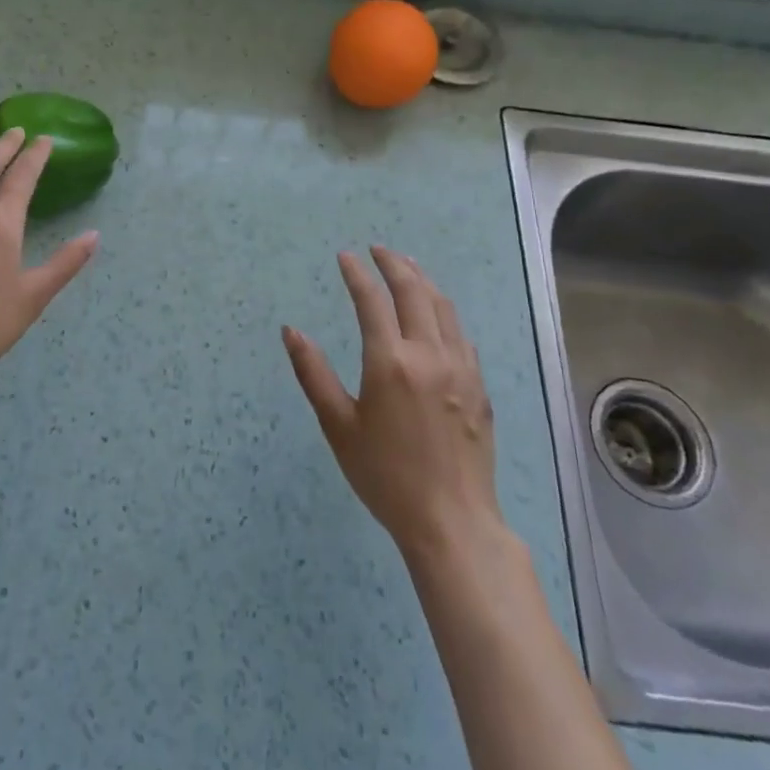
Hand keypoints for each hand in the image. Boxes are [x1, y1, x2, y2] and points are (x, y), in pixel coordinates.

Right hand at [283, 247, 500, 555]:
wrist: (451, 520)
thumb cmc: (384, 475)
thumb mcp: (338, 426)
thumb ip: (312, 373)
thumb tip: (290, 331)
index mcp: (390, 362)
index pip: (372, 300)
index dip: (357, 274)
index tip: (345, 257)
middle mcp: (429, 354)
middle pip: (414, 292)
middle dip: (394, 264)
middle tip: (378, 249)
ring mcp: (461, 368)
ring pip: (444, 308)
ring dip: (423, 280)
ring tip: (408, 266)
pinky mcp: (479, 386)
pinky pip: (461, 334)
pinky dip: (444, 312)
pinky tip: (437, 314)